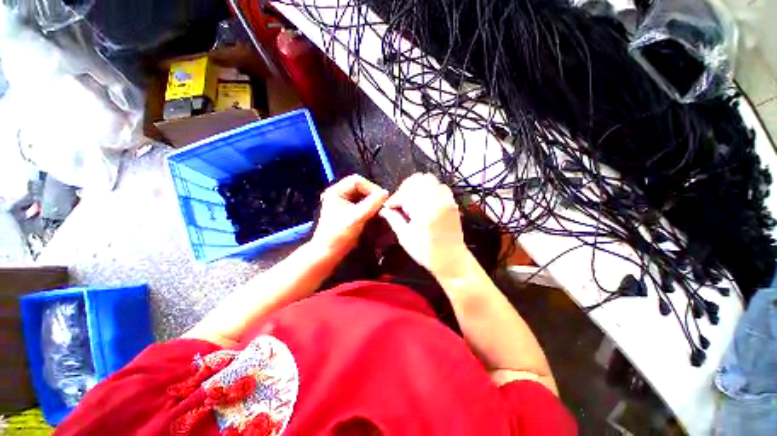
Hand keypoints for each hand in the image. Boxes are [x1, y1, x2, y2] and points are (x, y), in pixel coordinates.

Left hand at [311, 174, 388, 256]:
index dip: (371, 187)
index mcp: (336, 191)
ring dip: (371, 200)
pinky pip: (361, 203)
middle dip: (372, 194)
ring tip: (379, 208)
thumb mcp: (358, 217)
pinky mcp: (347, 210)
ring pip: (361, 195)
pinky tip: (373, 213)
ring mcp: (342, 202)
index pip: (357, 180)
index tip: (382, 198)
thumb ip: (372, 203)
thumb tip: (386, 193)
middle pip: (360, 186)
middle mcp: (338, 193)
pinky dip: (368, 206)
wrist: (329, 251)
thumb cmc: (340, 233)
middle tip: (382, 203)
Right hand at [379, 173, 468, 276]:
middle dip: (405, 188)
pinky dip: (429, 189)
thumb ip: (394, 219)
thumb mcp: (405, 238)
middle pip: (418, 179)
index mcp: (425, 212)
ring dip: (417, 187)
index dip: (394, 199)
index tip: (390, 207)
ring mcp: (447, 200)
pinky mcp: (452, 203)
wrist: (452, 260)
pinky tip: (425, 202)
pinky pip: (440, 186)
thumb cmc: (426, 253)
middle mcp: (438, 201)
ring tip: (412, 201)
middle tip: (401, 202)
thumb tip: (384, 210)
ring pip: (430, 179)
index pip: (405, 193)